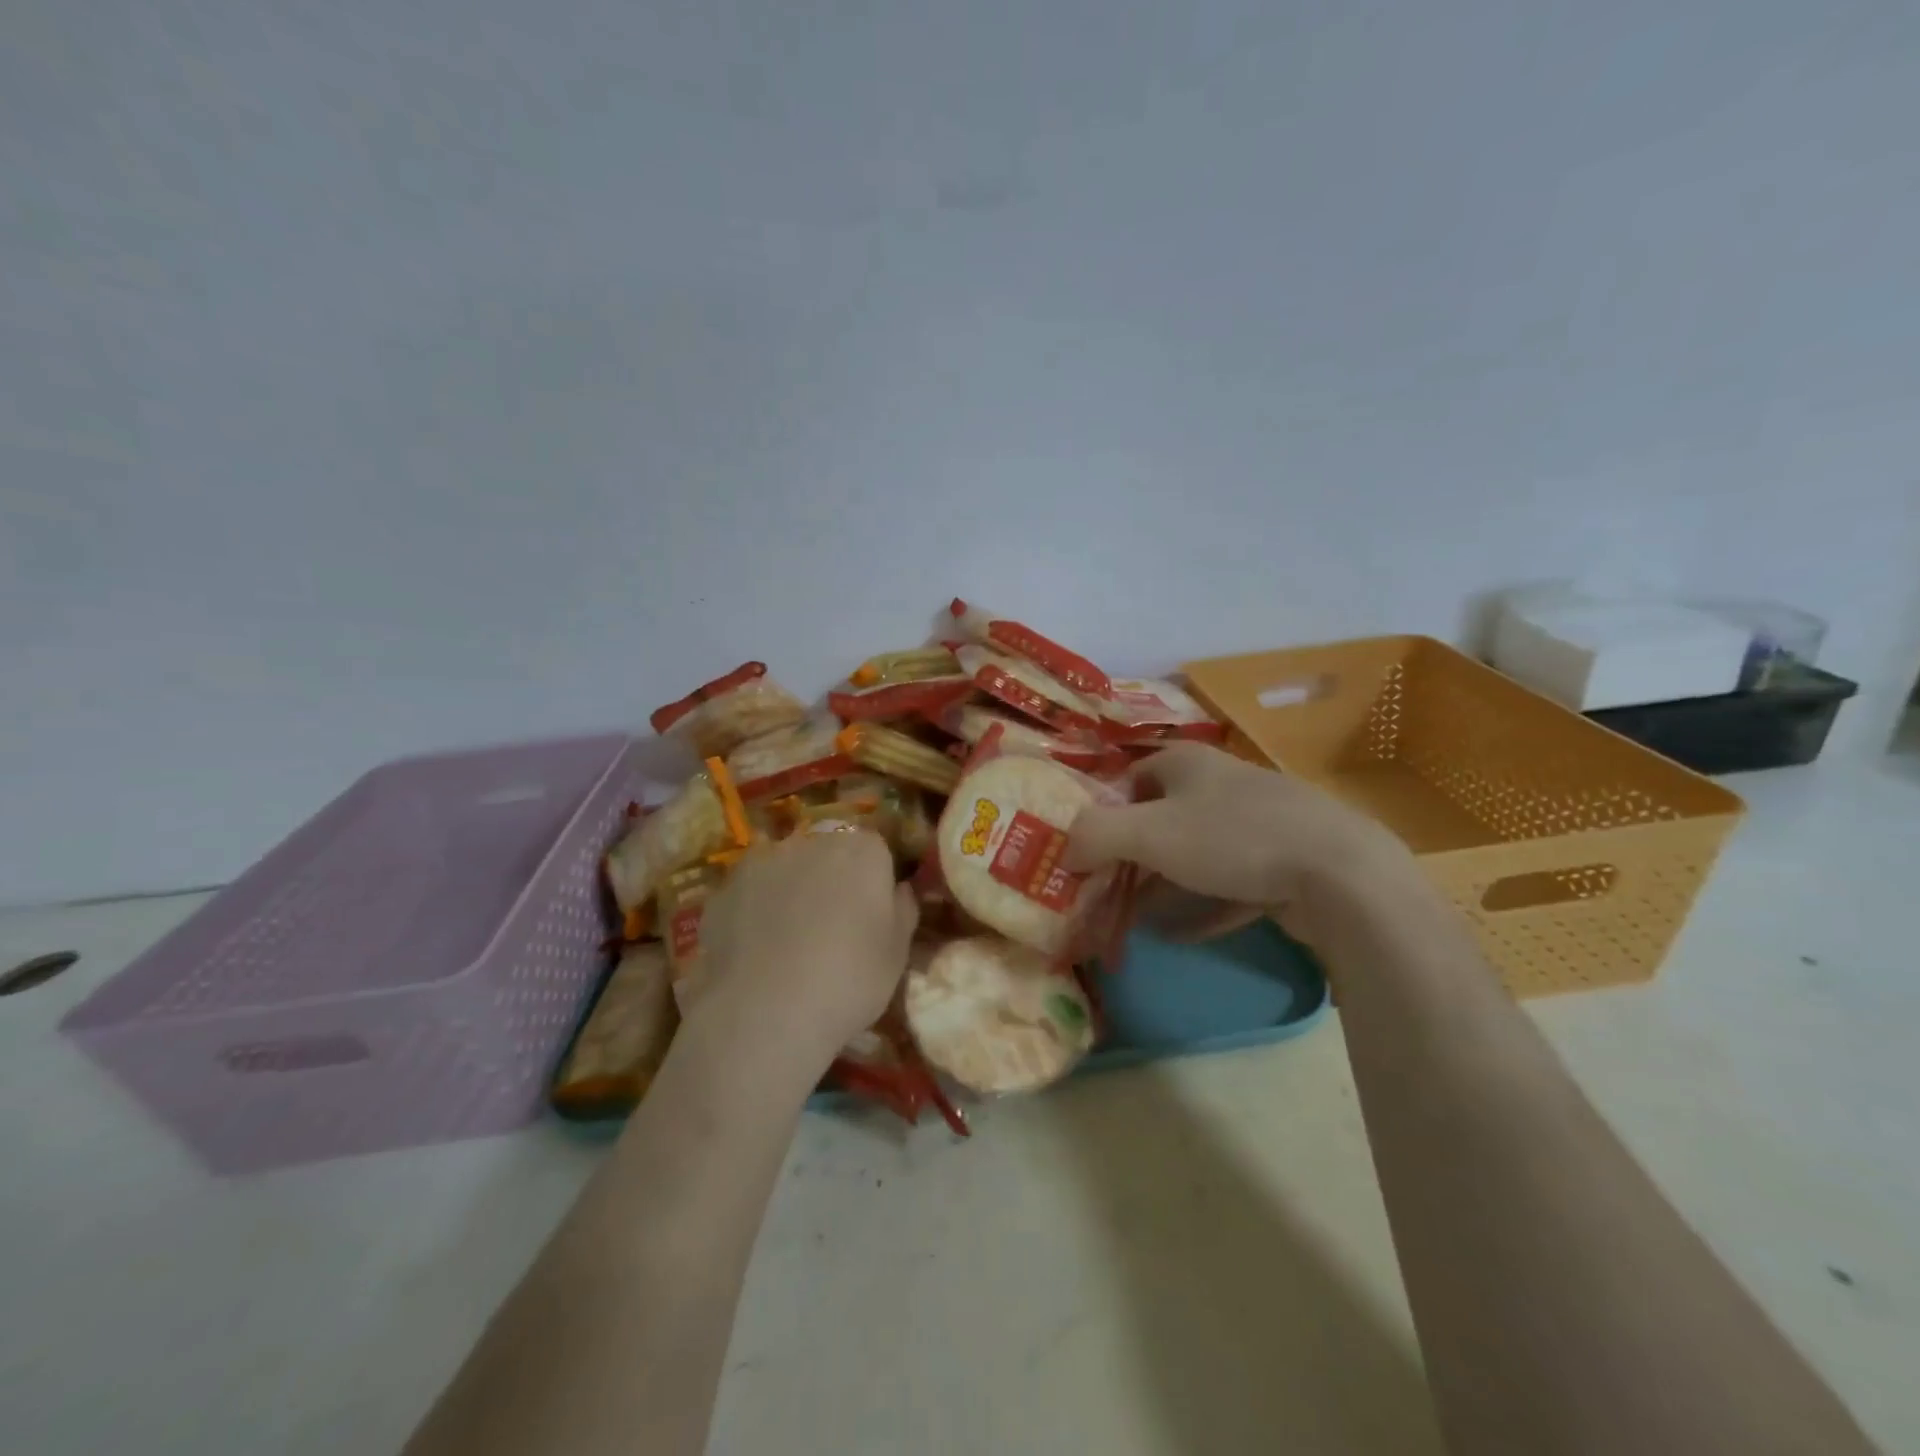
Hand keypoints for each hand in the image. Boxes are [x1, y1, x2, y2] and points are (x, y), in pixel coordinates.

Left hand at [689, 830, 918, 1068]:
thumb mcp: (897, 954)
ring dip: (790, 891)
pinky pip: (749, 894)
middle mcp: (812, 841)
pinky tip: (755, 952)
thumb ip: (903, 910)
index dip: (873, 882)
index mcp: (862, 850)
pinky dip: (754, 912)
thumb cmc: (849, 980)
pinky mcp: (724, 888)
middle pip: (827, 852)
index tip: (870, 917)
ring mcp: (762, 861)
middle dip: (830, 880)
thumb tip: (899, 888)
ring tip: (787, 943)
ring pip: (785, 870)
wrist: (765, 1012)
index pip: (875, 850)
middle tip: (830, 929)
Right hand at [1063, 743, 1419, 944]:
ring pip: (1197, 853)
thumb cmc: (1231, 839)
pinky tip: (1183, 935)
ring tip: (1137, 920)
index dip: (1103, 814)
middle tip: (1106, 893)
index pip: (1129, 780)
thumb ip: (1094, 835)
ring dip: (1165, 885)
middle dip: (1132, 857)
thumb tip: (1065, 851)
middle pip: (1162, 818)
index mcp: (1188, 763)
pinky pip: (1232, 883)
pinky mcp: (1286, 861)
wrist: (1340, 872)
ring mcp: (1259, 822)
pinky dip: (1204, 905)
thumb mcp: (1148, 833)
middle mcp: (1222, 784)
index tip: (1086, 855)